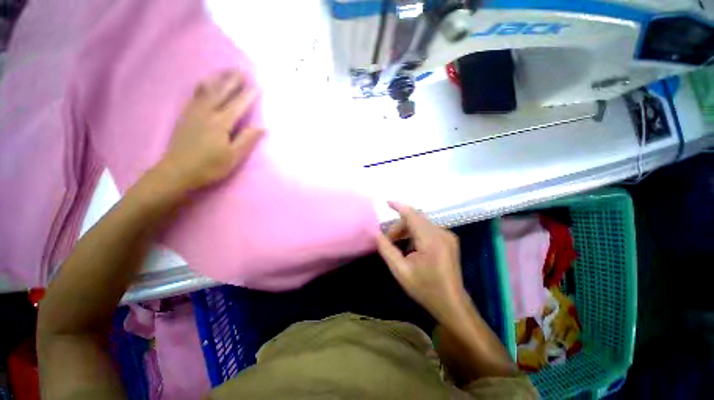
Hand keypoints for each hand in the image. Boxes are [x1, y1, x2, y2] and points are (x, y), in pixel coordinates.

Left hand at [157, 70, 263, 191]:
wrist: (177, 171)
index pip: (238, 105)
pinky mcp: (185, 116)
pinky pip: (195, 95)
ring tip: (226, 70)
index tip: (258, 86)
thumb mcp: (233, 156)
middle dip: (233, 80)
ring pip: (207, 90)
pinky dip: (203, 86)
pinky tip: (206, 83)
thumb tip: (262, 127)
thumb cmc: (209, 166)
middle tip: (242, 70)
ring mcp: (194, 112)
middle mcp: (207, 113)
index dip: (248, 95)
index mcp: (221, 123)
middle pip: (221, 92)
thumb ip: (247, 139)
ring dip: (218, 79)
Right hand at [376, 202, 468, 319]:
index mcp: (431, 240)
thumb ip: (387, 250)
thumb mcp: (400, 271)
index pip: (412, 215)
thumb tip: (377, 234)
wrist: (451, 304)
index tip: (387, 202)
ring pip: (422, 223)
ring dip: (407, 229)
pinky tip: (411, 246)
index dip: (399, 206)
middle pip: (416, 218)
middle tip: (389, 240)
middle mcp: (442, 233)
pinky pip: (428, 229)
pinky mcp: (449, 240)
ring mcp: (448, 236)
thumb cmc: (425, 289)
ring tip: (398, 244)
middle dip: (400, 225)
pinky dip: (416, 233)